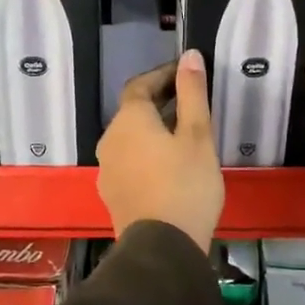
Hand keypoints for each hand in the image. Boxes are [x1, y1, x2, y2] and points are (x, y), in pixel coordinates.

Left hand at [97, 51, 224, 251]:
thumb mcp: (198, 135)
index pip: (140, 85)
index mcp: (129, 120)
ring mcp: (107, 168)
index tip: (185, 73)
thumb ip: (192, 93)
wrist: (162, 249)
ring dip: (152, 129)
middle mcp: (109, 139)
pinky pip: (129, 160)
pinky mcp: (112, 192)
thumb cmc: (185, 185)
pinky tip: (169, 166)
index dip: (162, 75)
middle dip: (159, 102)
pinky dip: (146, 153)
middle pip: (133, 111)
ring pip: (130, 137)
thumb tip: (190, 55)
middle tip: (190, 102)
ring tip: (183, 134)